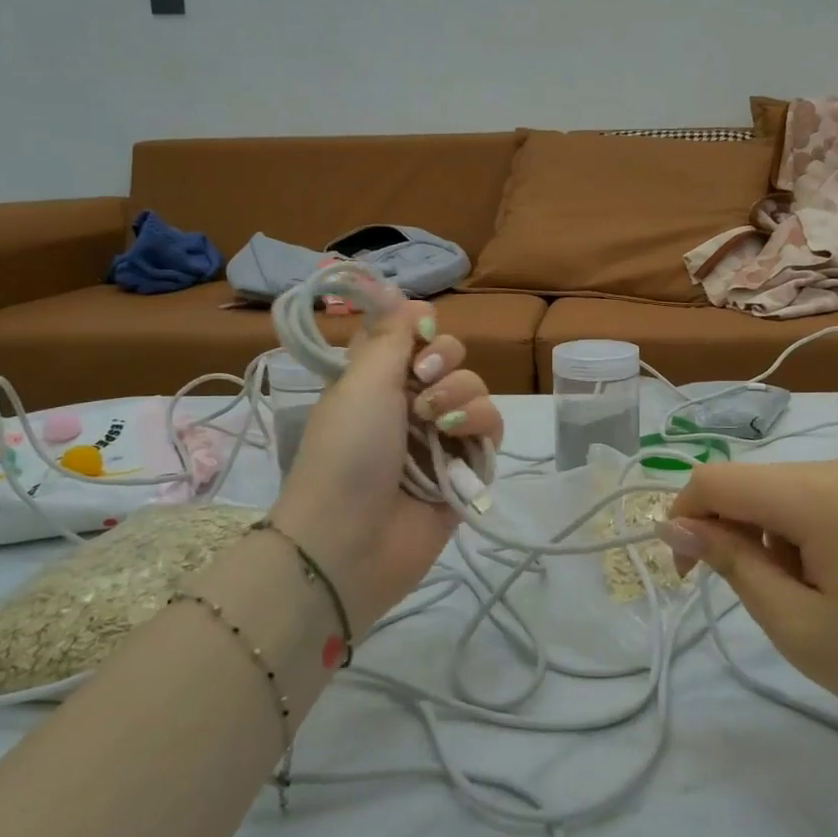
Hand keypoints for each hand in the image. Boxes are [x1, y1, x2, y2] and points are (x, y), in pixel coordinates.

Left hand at [270, 297, 501, 632]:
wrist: (352, 540)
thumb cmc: (348, 451)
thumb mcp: (361, 381)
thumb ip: (392, 335)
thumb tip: (410, 296)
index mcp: (374, 381)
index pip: (410, 338)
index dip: (420, 331)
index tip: (418, 335)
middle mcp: (408, 404)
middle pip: (450, 359)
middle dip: (445, 362)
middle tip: (423, 382)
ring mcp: (439, 437)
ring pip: (475, 390)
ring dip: (461, 395)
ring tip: (437, 421)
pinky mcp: (466, 468)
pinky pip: (490, 429)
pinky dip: (479, 425)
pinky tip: (460, 438)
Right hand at [662, 457, 837, 755]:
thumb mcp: (798, 626)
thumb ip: (731, 564)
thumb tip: (676, 525)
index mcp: (819, 493)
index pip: (718, 479)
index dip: (685, 518)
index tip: (686, 573)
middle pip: (758, 485)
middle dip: (739, 535)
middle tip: (769, 604)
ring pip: (794, 493)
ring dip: (779, 539)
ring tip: (820, 602)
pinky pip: (835, 501)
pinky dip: (816, 535)